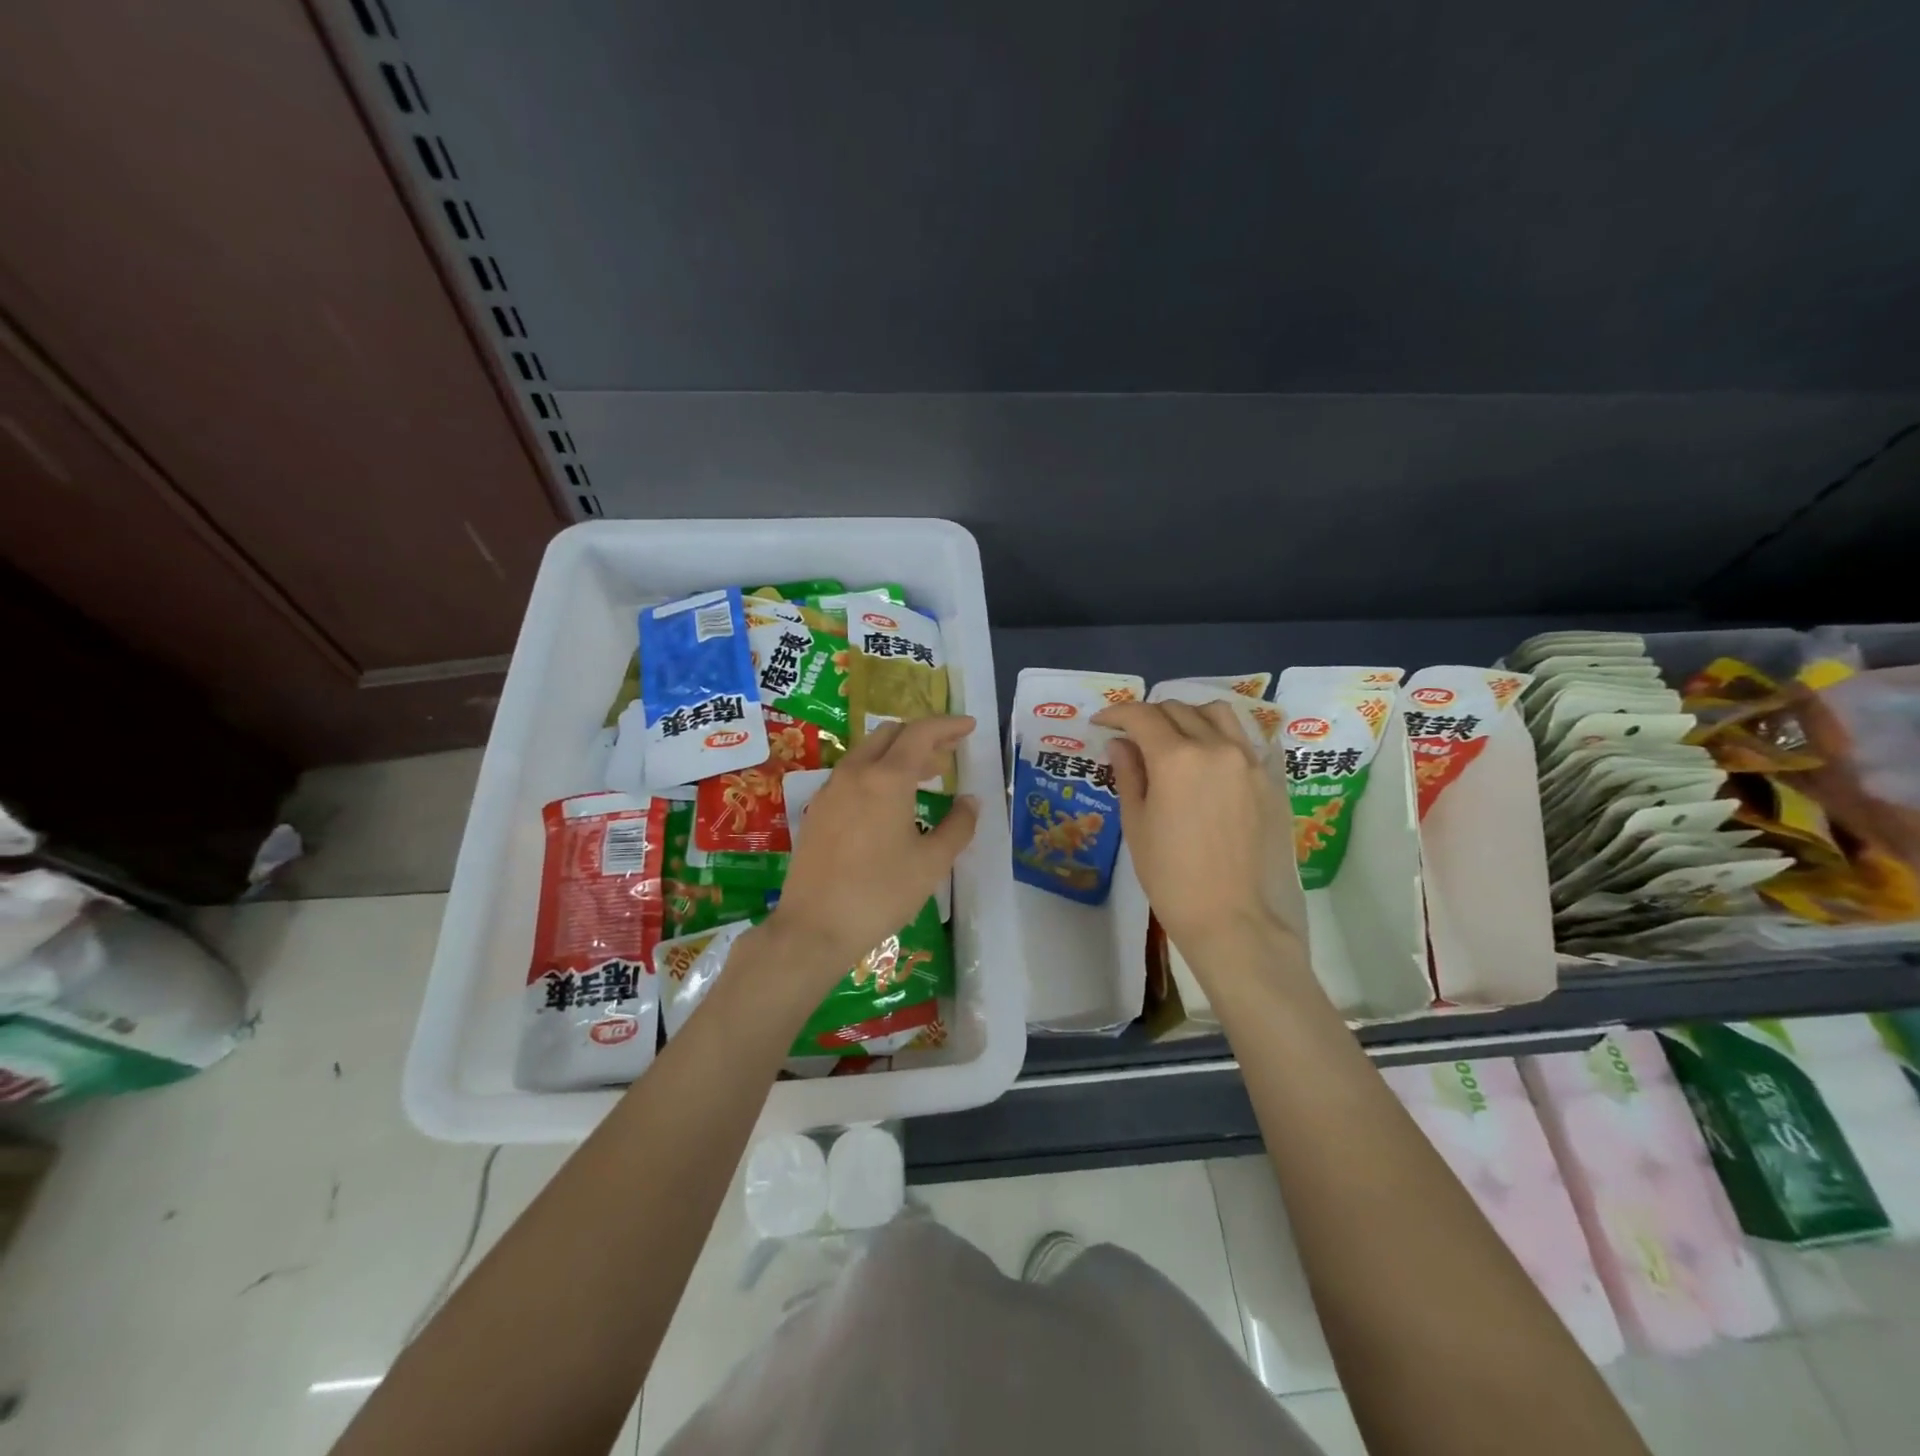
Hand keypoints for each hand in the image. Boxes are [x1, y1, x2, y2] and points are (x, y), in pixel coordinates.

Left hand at [759, 716, 978, 991]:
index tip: (970, 726)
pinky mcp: (817, 810)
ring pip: (868, 752)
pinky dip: (878, 772)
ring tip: (926, 776)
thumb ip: (958, 826)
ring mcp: (831, 790)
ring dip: (899, 754)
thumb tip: (971, 801)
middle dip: (923, 736)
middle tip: (949, 752)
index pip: (921, 733)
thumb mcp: (931, 863)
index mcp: (886, 778)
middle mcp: (855, 773)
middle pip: (891, 734)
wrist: (814, 928)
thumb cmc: (880, 894)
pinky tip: (890, 801)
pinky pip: (852, 775)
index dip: (948, 725)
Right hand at [1092, 700, 1295, 963]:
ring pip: (1216, 714)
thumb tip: (1120, 744)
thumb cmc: (1172, 877)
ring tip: (1173, 738)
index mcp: (1176, 758)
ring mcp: (1248, 761)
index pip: (1141, 716)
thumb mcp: (1136, 824)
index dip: (1116, 713)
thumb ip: (1129, 775)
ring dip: (1188, 716)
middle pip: (1177, 709)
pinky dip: (1220, 734)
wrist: (1234, 919)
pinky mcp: (1270, 779)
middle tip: (1131, 736)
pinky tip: (1208, 757)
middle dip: (1148, 716)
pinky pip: (1244, 738)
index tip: (1102, 722)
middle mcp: (1215, 747)